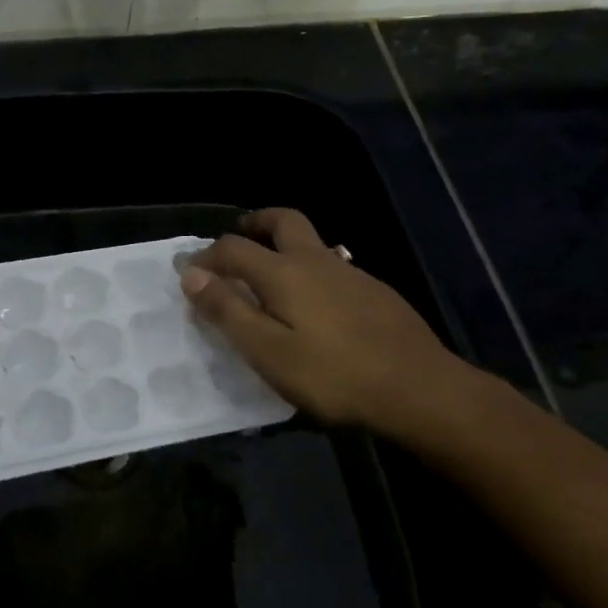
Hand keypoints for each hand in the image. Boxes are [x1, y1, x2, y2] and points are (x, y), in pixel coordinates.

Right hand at [180, 209, 480, 434]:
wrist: (418, 387)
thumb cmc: (333, 374)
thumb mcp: (268, 351)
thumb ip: (228, 311)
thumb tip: (191, 274)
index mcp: (284, 272)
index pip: (233, 248)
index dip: (206, 256)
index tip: (189, 272)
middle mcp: (316, 260)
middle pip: (282, 220)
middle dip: (254, 223)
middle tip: (237, 238)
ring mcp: (350, 272)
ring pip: (311, 242)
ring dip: (283, 245)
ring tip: (270, 276)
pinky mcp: (374, 290)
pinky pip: (332, 265)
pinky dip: (310, 269)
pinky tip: (315, 304)